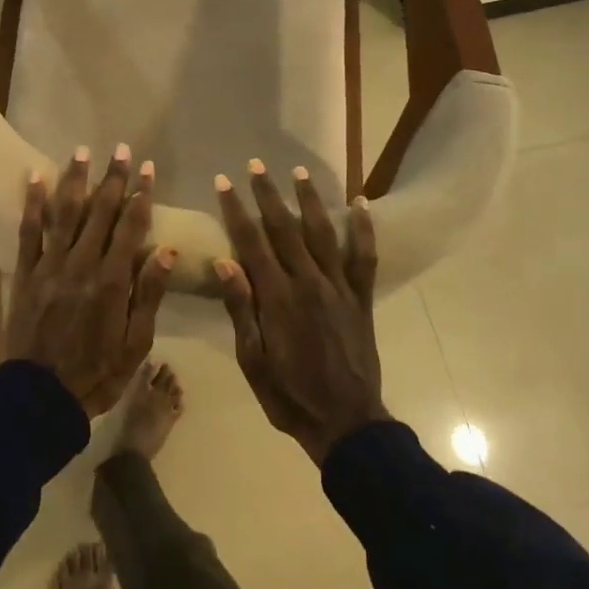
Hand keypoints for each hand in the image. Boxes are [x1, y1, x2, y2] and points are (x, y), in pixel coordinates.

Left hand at [4, 145, 175, 415]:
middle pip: (100, 212)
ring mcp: (50, 267)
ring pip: (64, 214)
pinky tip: (35, 177)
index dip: (141, 195)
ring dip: (75, 180)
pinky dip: (32, 204)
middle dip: (113, 179)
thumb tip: (168, 250)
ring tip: (83, 151)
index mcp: (112, 281)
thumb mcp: (136, 343)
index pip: (131, 227)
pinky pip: (28, 232)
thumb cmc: (97, 373)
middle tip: (122, 149)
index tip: (148, 169)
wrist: (41, 397)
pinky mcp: (25, 274)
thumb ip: (148, 294)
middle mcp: (82, 265)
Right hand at [214, 160, 385, 465]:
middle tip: (254, 164)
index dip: (235, 209)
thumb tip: (224, 262)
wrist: (346, 423)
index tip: (223, 182)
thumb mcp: (253, 361)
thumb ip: (241, 309)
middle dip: (267, 194)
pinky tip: (361, 203)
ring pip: (323, 233)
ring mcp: (339, 288)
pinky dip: (364, 228)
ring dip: (309, 199)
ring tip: (298, 171)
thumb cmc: (290, 396)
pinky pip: (365, 257)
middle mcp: (308, 282)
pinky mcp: (362, 298)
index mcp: (277, 298)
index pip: (251, 242)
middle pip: (284, 228)